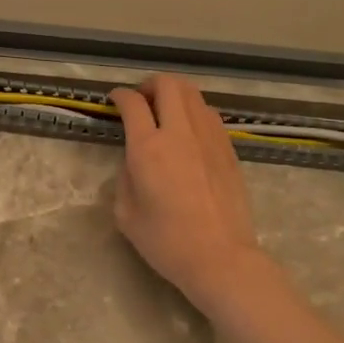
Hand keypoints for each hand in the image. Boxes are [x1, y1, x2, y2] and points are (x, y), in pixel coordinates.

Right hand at [109, 75, 265, 309]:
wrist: (220, 257)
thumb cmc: (167, 242)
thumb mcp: (126, 215)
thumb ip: (125, 178)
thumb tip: (134, 161)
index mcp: (148, 149)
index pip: (133, 104)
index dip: (120, 96)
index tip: (115, 100)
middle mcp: (180, 133)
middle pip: (168, 85)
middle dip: (150, 84)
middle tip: (141, 100)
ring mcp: (209, 138)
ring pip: (193, 94)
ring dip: (175, 94)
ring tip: (165, 111)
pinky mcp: (228, 149)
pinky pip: (209, 115)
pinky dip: (194, 112)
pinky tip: (188, 131)